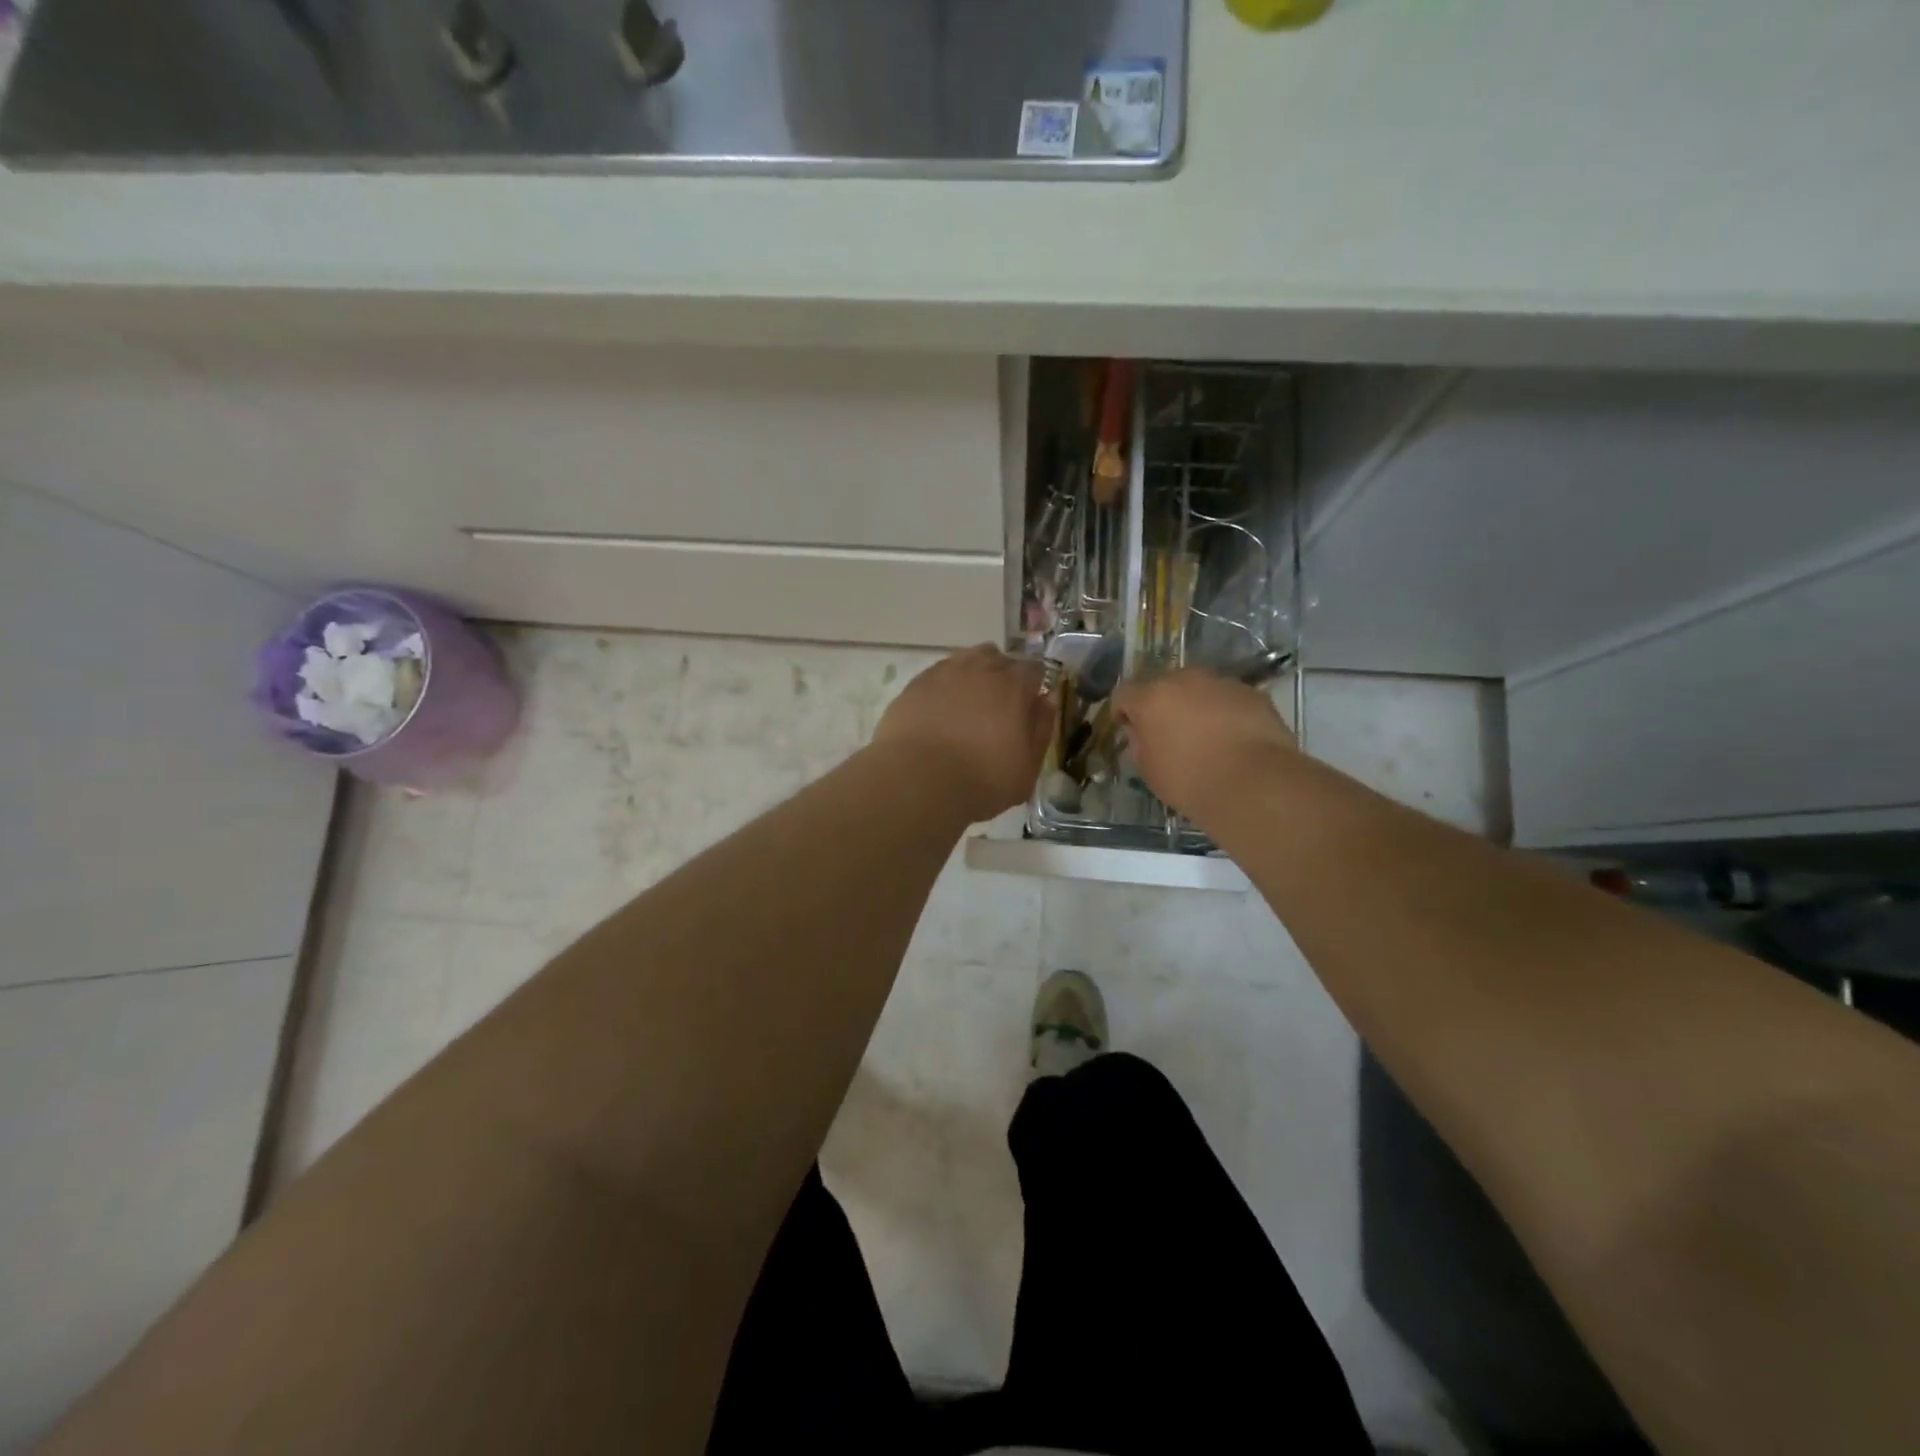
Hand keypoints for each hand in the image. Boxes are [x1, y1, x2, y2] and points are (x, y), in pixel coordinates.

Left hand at [872, 645, 1052, 822]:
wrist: (917, 781)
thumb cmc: (981, 781)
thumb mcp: (1027, 767)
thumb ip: (1041, 729)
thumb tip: (1046, 701)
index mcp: (1014, 686)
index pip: (1034, 669)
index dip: (1034, 686)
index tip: (1029, 706)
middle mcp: (981, 669)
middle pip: (1000, 659)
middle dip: (1004, 678)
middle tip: (998, 709)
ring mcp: (945, 672)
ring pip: (967, 660)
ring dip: (974, 675)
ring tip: (969, 704)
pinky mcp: (916, 684)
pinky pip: (939, 674)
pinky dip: (945, 686)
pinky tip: (940, 710)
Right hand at [1114, 669, 1298, 821]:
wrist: (1254, 783)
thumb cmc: (1190, 781)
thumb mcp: (1149, 770)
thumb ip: (1140, 743)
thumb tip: (1142, 732)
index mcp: (1152, 698)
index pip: (1124, 693)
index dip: (1123, 710)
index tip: (1127, 727)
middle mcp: (1184, 680)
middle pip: (1164, 685)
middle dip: (1162, 704)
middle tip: (1168, 732)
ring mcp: (1221, 683)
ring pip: (1199, 689)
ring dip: (1196, 705)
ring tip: (1205, 735)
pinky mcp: (1252, 693)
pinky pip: (1228, 698)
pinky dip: (1225, 712)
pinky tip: (1233, 738)